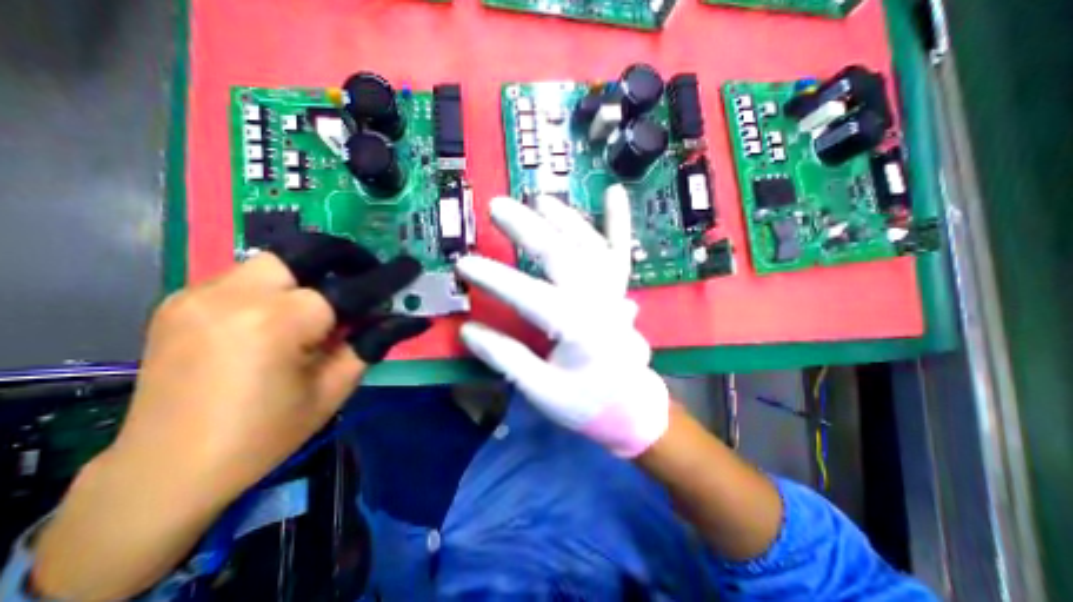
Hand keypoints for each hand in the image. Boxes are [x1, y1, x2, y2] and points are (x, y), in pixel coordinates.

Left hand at [34, 235, 426, 601]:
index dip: (387, 276)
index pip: (354, 286)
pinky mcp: (178, 304)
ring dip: (304, 273)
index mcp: (287, 321)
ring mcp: (199, 296)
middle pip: (302, 252)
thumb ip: (369, 343)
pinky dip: (272, 285)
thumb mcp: (339, 388)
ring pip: (269, 258)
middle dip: (338, 259)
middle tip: (358, 278)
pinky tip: (280, 314)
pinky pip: (240, 276)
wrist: (162, 478)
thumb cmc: (270, 435)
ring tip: (321, 300)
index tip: (409, 265)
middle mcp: (241, 297)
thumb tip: (398, 318)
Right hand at [453, 185, 668, 457]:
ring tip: (539, 200)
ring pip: (590, 245)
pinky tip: (614, 192)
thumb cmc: (586, 403)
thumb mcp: (542, 391)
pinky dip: (618, 221)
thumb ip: (507, 359)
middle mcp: (598, 302)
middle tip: (498, 207)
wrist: (630, 407)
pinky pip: (620, 251)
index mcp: (578, 330)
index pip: (529, 296)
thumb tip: (469, 332)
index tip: (463, 264)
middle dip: (528, 229)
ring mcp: (613, 292)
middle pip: (562, 256)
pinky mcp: (619, 290)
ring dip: (564, 218)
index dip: (494, 278)